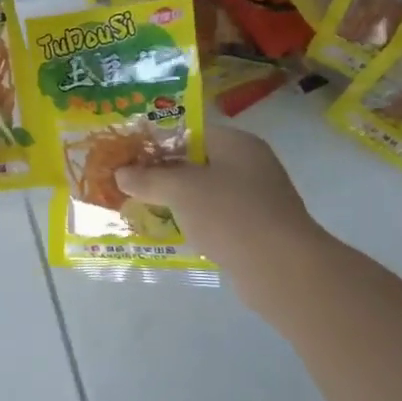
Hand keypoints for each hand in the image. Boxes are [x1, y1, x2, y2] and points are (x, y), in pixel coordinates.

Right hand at [115, 124, 324, 283]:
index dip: (157, 142)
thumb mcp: (180, 190)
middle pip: (197, 162)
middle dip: (163, 174)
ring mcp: (256, 198)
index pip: (190, 132)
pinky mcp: (256, 229)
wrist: (281, 268)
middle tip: (130, 184)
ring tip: (144, 208)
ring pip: (206, 192)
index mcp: (236, 143)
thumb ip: (148, 179)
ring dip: (177, 200)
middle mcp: (250, 165)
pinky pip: (217, 218)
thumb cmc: (229, 214)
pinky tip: (174, 233)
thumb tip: (120, 173)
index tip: (129, 157)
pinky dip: (195, 223)